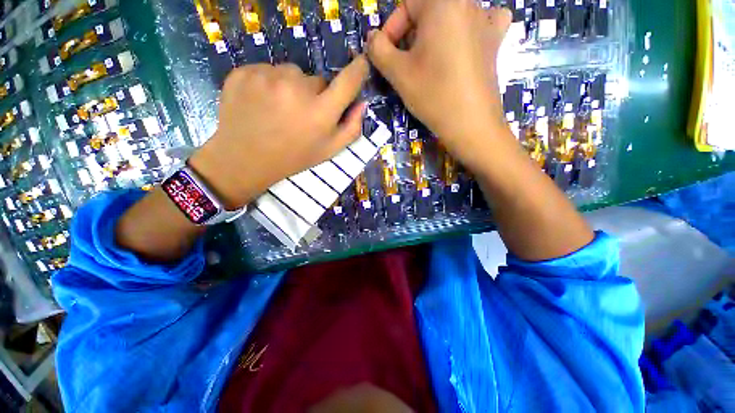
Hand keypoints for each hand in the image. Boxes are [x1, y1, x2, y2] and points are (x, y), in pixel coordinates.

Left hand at [189, 58, 368, 209]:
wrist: (245, 158)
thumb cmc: (293, 157)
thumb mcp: (329, 151)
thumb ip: (351, 128)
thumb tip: (362, 104)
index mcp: (321, 112)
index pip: (348, 81)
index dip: (358, 70)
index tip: (361, 63)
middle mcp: (297, 88)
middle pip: (317, 80)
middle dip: (315, 94)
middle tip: (303, 115)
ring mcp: (268, 76)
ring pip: (291, 73)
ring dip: (291, 87)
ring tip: (280, 110)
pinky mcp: (245, 71)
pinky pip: (268, 70)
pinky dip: (269, 83)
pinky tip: (262, 103)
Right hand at [366, 1, 511, 171]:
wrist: (471, 124)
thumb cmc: (433, 95)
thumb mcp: (398, 73)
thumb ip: (378, 50)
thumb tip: (373, 38)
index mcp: (443, 1)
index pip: (407, 4)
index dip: (391, 30)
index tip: (386, 56)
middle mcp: (468, 2)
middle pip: (428, 10)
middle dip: (410, 36)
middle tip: (404, 64)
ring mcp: (486, 20)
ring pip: (450, 17)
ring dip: (433, 35)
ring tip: (428, 61)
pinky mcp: (496, 40)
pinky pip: (482, 22)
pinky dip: (469, 30)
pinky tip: (463, 45)